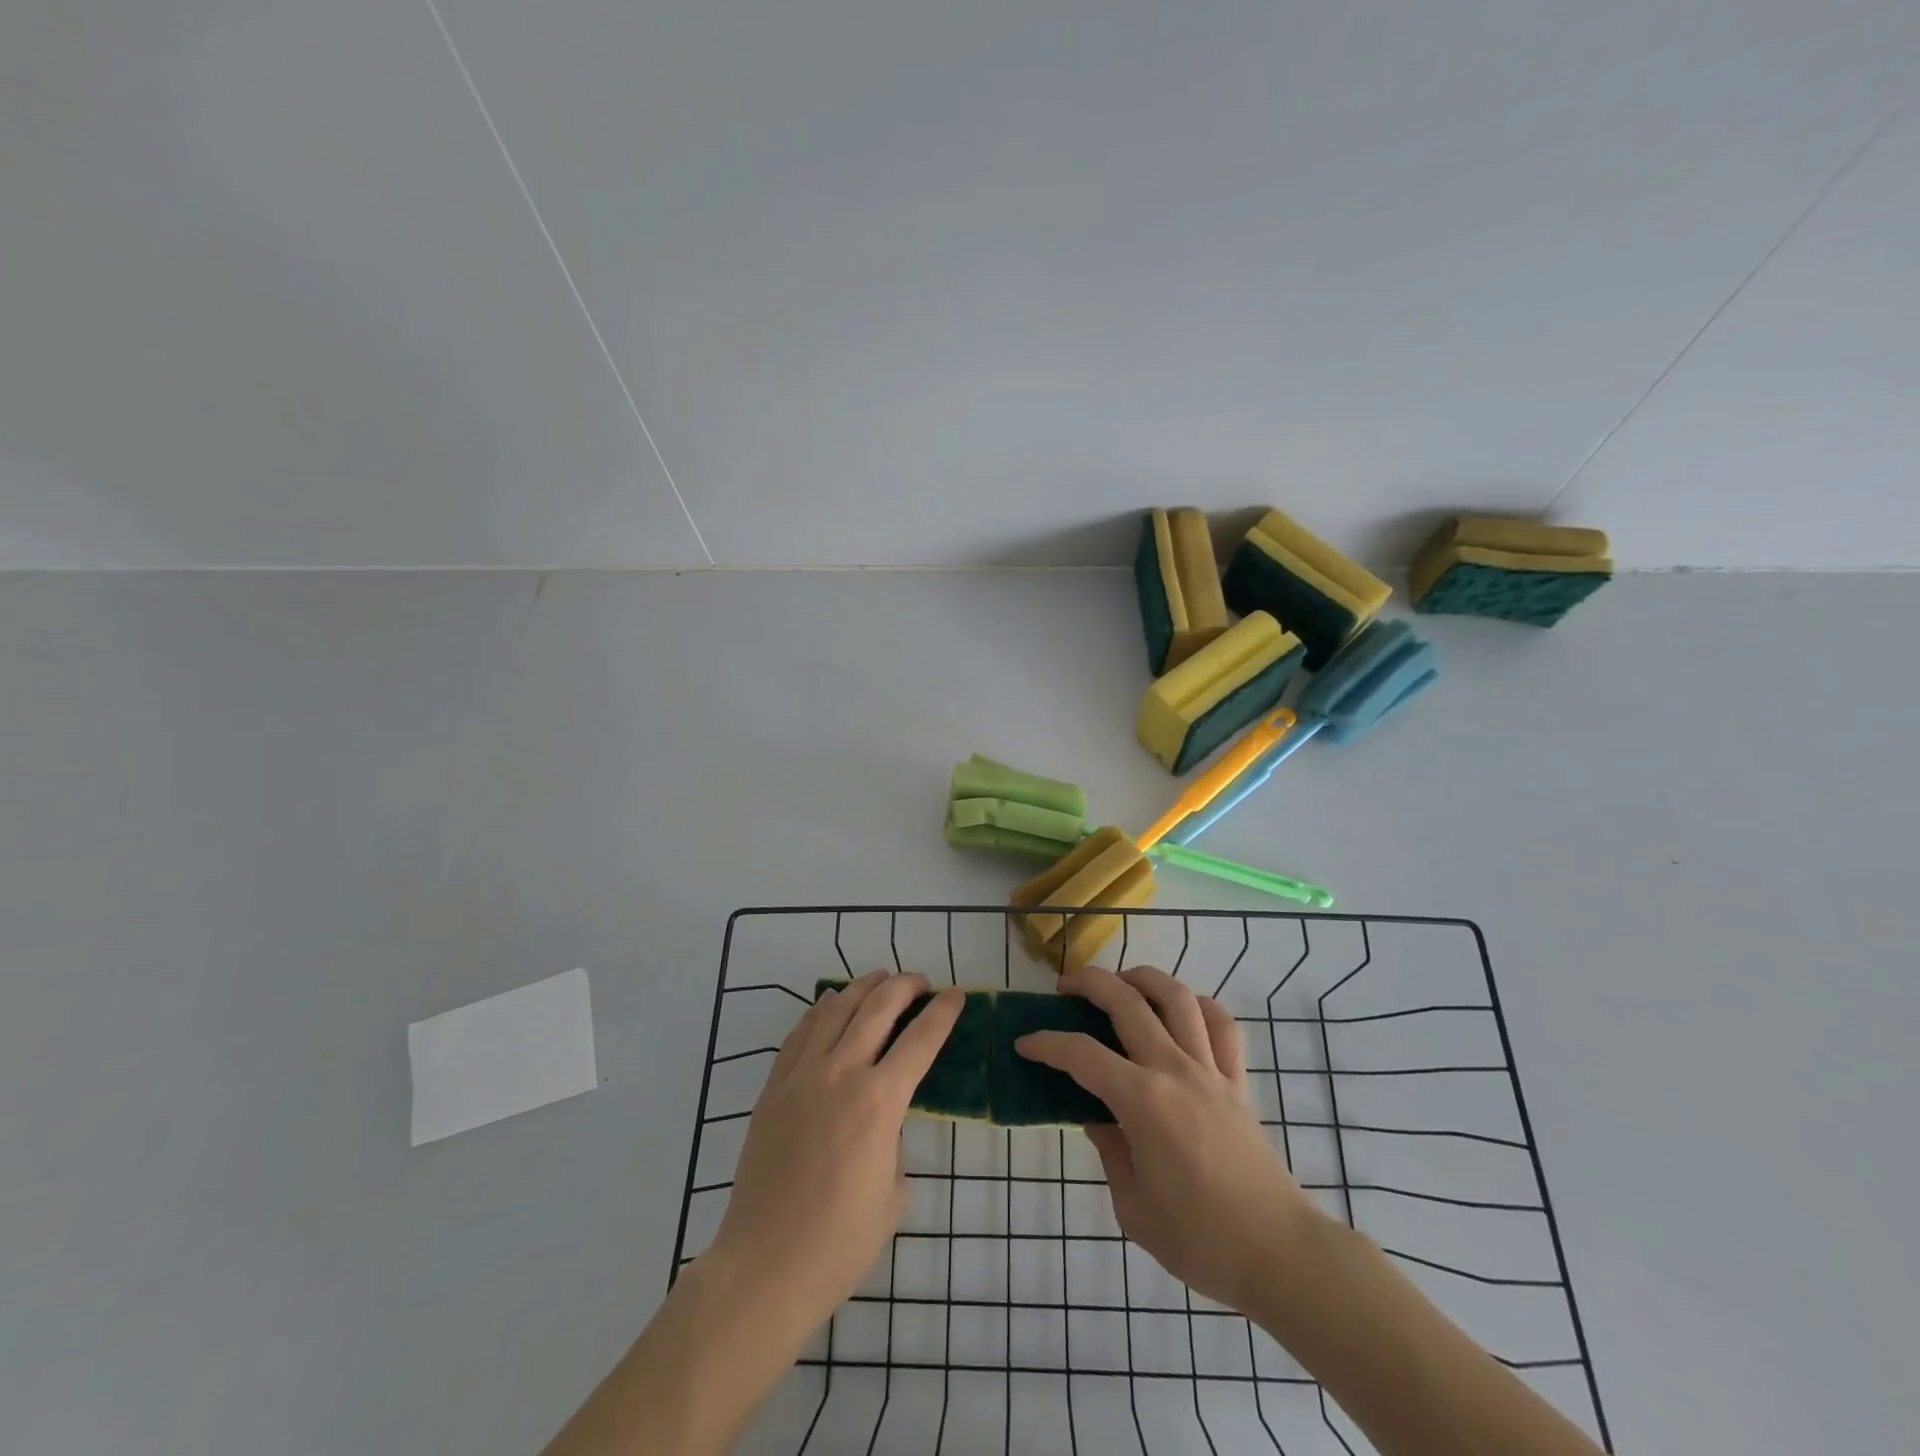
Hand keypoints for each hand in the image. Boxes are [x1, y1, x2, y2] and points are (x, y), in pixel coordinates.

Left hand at [707, 969, 962, 1345]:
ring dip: (864, 987)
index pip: (921, 1040)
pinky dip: (821, 1010)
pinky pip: (801, 1032)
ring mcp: (802, 1075)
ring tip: (881, 978)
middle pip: (878, 1008)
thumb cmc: (839, 1243)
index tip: (957, 995)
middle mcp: (841, 1073)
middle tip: (922, 983)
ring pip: (837, 1009)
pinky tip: (831, 1003)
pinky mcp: (774, 1087)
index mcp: (880, 1101)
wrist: (765, 1267)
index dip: (943, 1013)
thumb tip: (883, 1121)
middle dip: (905, 986)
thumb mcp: (892, 1193)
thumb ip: (894, 1142)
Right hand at [1016, 965, 1316, 1310]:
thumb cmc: (1199, 1240)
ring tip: (1122, 982)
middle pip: (1127, 1002)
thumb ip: (1110, 1152)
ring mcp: (1211, 1070)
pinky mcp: (1238, 1081)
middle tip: (1065, 988)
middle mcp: (1175, 1070)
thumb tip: (1098, 1118)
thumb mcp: (1133, 1207)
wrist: (1278, 1254)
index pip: (1082, 1055)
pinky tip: (1182, 1009)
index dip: (1047, 1044)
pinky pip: (1222, 1025)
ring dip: (1143, 978)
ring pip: (1177, 998)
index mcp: (1142, 1101)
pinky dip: (1199, 1006)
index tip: (1025, 1044)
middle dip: (1089, 984)